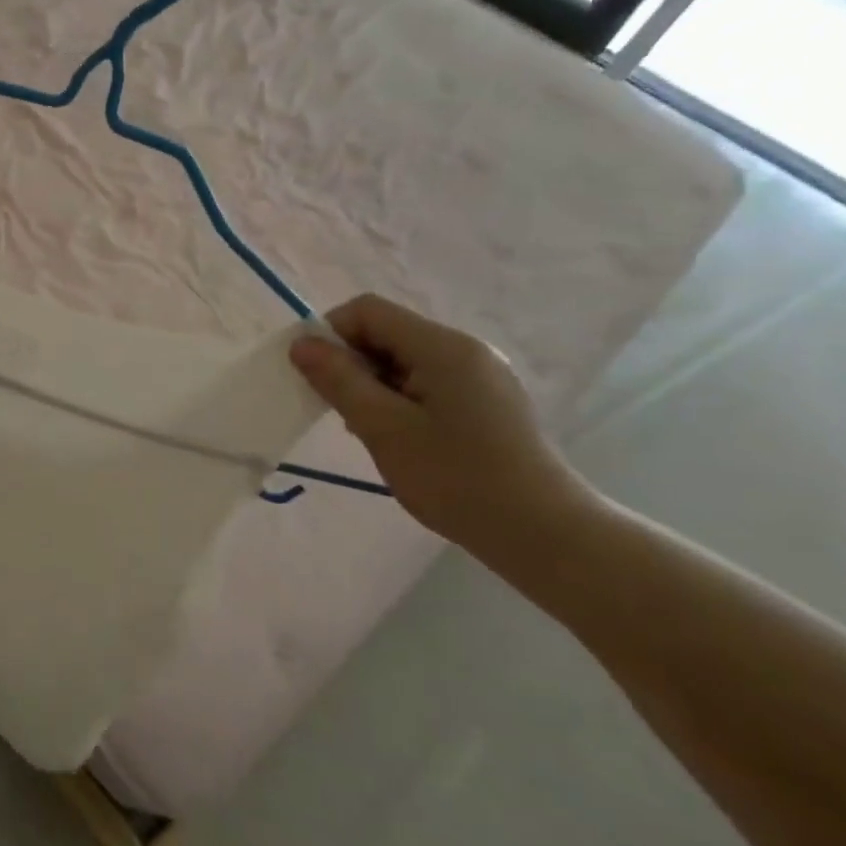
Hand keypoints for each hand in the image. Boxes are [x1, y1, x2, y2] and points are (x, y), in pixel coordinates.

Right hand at [290, 294, 588, 540]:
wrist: (544, 534)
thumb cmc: (457, 479)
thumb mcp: (384, 429)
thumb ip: (339, 380)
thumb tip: (301, 344)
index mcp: (442, 346)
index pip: (368, 311)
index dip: (332, 334)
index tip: (316, 378)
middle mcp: (464, 349)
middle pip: (387, 332)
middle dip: (352, 363)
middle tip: (342, 412)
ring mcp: (481, 375)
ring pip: (405, 360)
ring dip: (374, 384)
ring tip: (371, 431)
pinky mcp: (488, 401)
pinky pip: (428, 381)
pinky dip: (401, 399)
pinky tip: (402, 439)